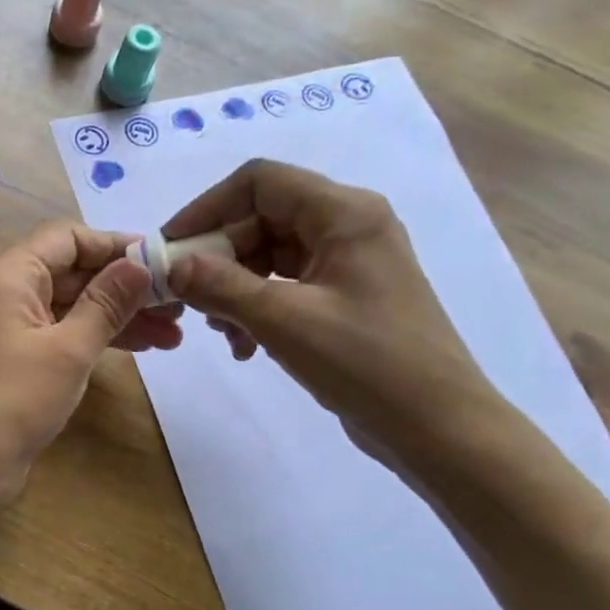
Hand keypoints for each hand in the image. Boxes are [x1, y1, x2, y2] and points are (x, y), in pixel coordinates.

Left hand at [0, 222, 182, 501]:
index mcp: (10, 276)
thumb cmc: (13, 401)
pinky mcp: (20, 359)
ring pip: (74, 305)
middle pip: (73, 271)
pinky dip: (99, 337)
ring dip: (119, 315)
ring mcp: (13, 328)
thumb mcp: (69, 349)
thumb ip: (107, 303)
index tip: (160, 261)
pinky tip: (141, 348)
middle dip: (125, 286)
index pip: (67, 238)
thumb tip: (140, 264)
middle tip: (178, 303)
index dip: (114, 245)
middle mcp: (8, 293)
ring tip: (172, 334)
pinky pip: (65, 333)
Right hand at [163, 160, 498, 455]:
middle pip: (260, 218)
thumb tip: (171, 266)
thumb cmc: (366, 362)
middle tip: (187, 299)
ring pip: (268, 255)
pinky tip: (244, 346)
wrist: (437, 427)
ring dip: (233, 288)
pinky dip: (256, 308)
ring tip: (221, 332)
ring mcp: (347, 263)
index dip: (208, 207)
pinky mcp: (343, 297)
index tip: (171, 247)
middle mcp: (347, 226)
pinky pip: (284, 285)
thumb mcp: (283, 320)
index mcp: (343, 213)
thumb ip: (220, 286)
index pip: (259, 181)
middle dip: (218, 257)